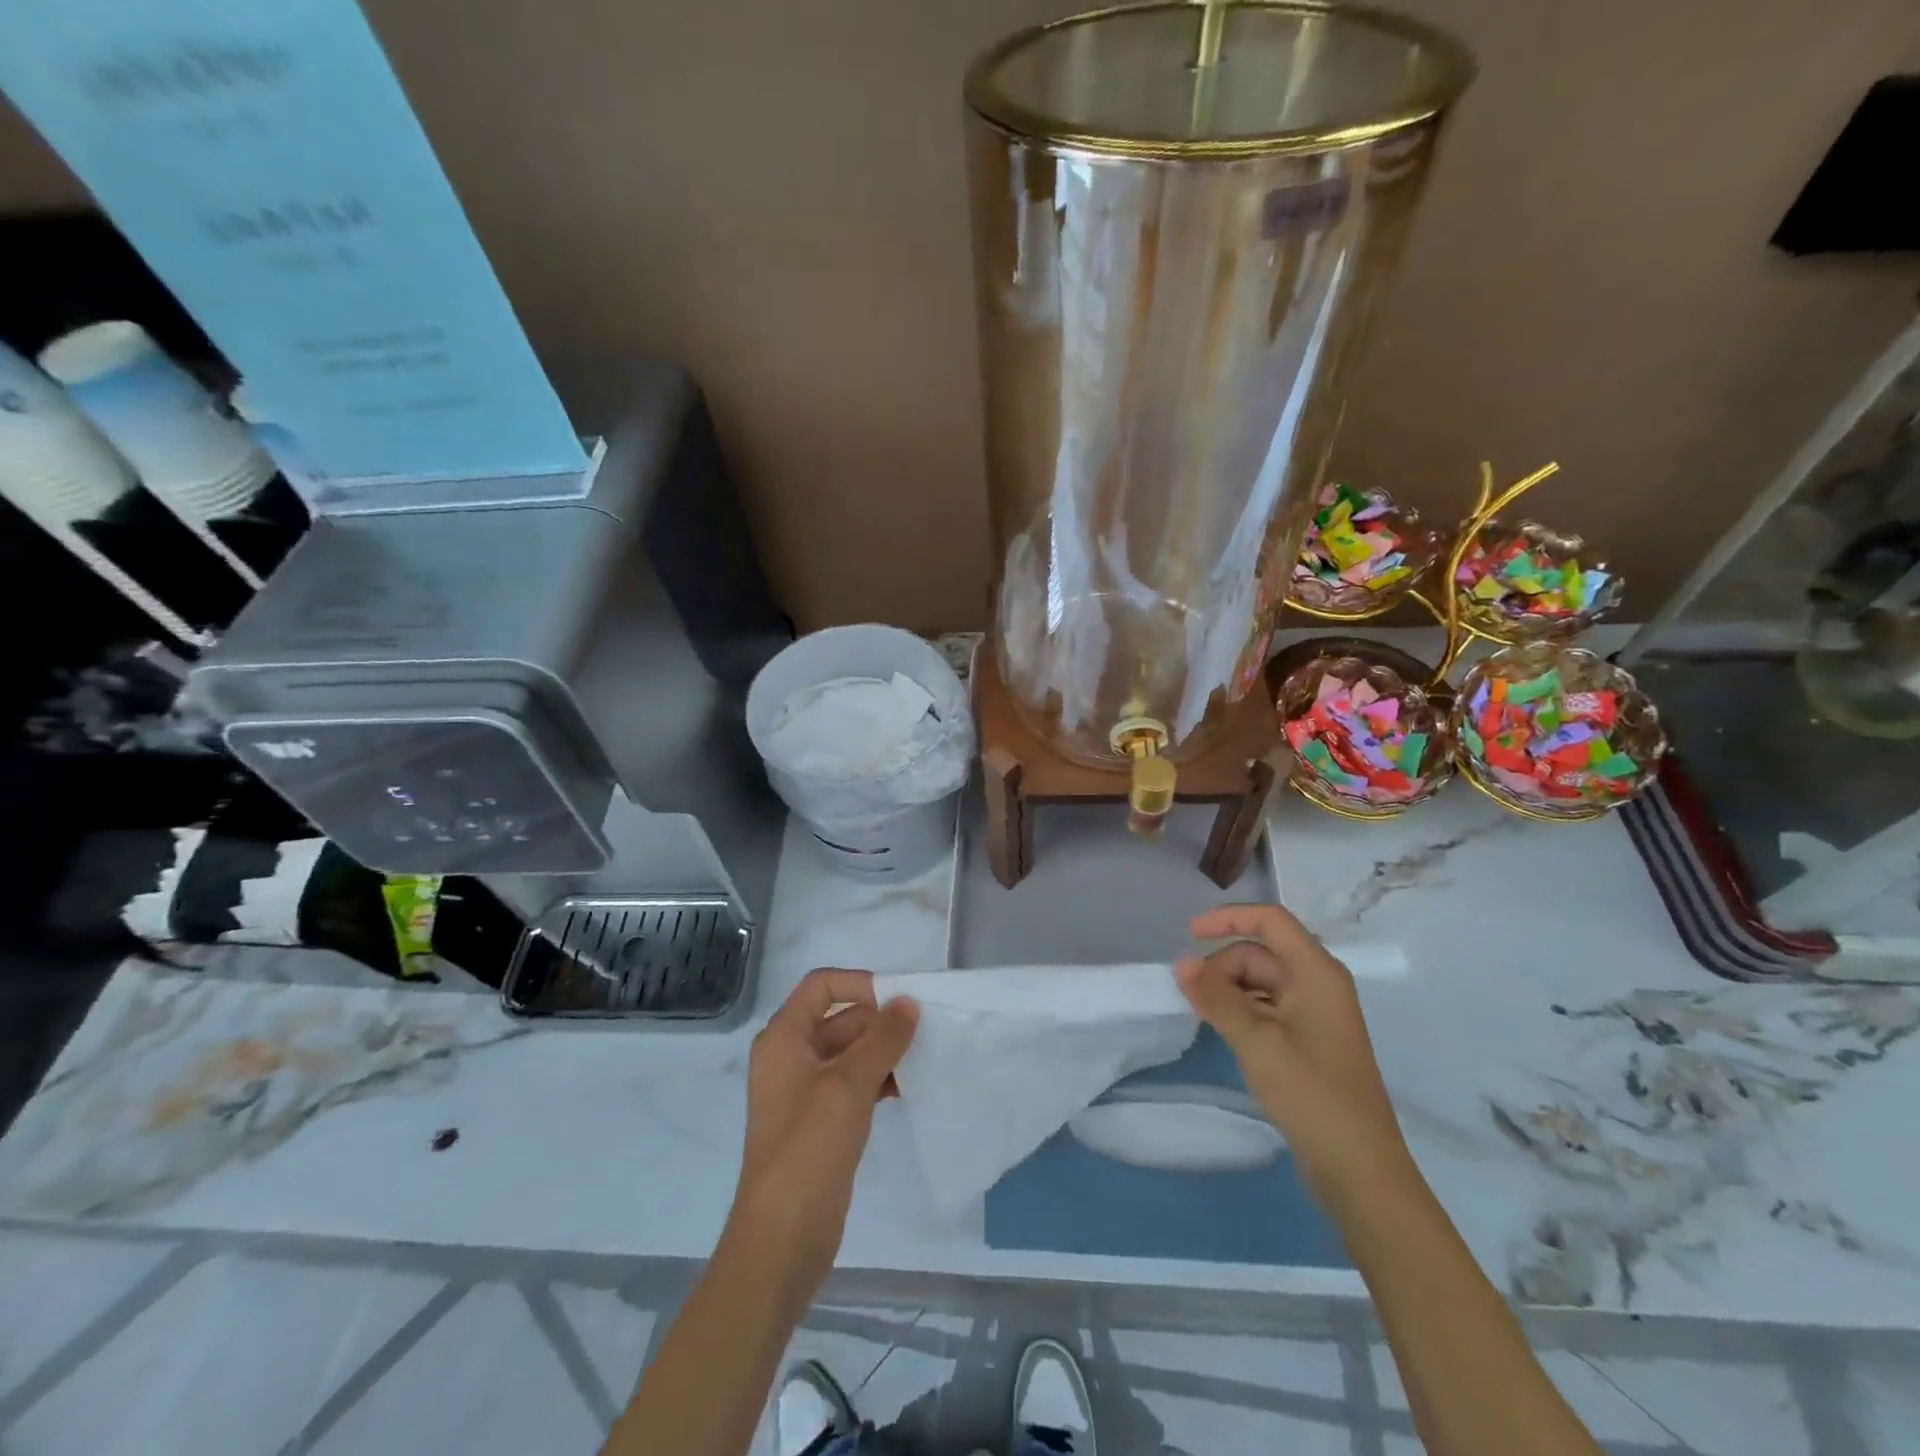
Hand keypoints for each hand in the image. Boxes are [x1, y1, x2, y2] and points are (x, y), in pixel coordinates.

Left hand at [725, 969, 917, 1309]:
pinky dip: (879, 1079)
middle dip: (880, 1021)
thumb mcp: (848, 1086)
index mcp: (784, 1038)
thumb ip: (882, 1039)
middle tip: (926, 1031)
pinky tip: (909, 1089)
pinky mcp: (821, 1122)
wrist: (780, 1240)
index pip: (822, 986)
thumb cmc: (808, 1150)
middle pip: (840, 1018)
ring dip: (884, 1052)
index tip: (900, 999)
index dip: (860, 984)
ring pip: (851, 1052)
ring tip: (924, 1059)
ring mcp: (806, 1092)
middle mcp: (792, 1057)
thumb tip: (908, 1002)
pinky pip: (854, 1084)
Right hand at [1176, 903, 1411, 1208]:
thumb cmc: (1311, 1093)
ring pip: (1259, 981)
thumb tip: (1181, 962)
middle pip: (1260, 952)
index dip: (1227, 918)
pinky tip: (1222, 1031)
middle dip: (1222, 965)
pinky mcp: (1307, 1040)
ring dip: (1228, 990)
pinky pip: (1266, 1007)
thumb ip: (1216, 997)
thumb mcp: (1256, 1040)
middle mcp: (1317, 983)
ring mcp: (1313, 1013)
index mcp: (1316, 972)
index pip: (1269, 920)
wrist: (1359, 1169)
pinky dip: (1240, 1011)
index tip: (1188, 936)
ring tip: (1203, 1016)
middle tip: (1192, 997)